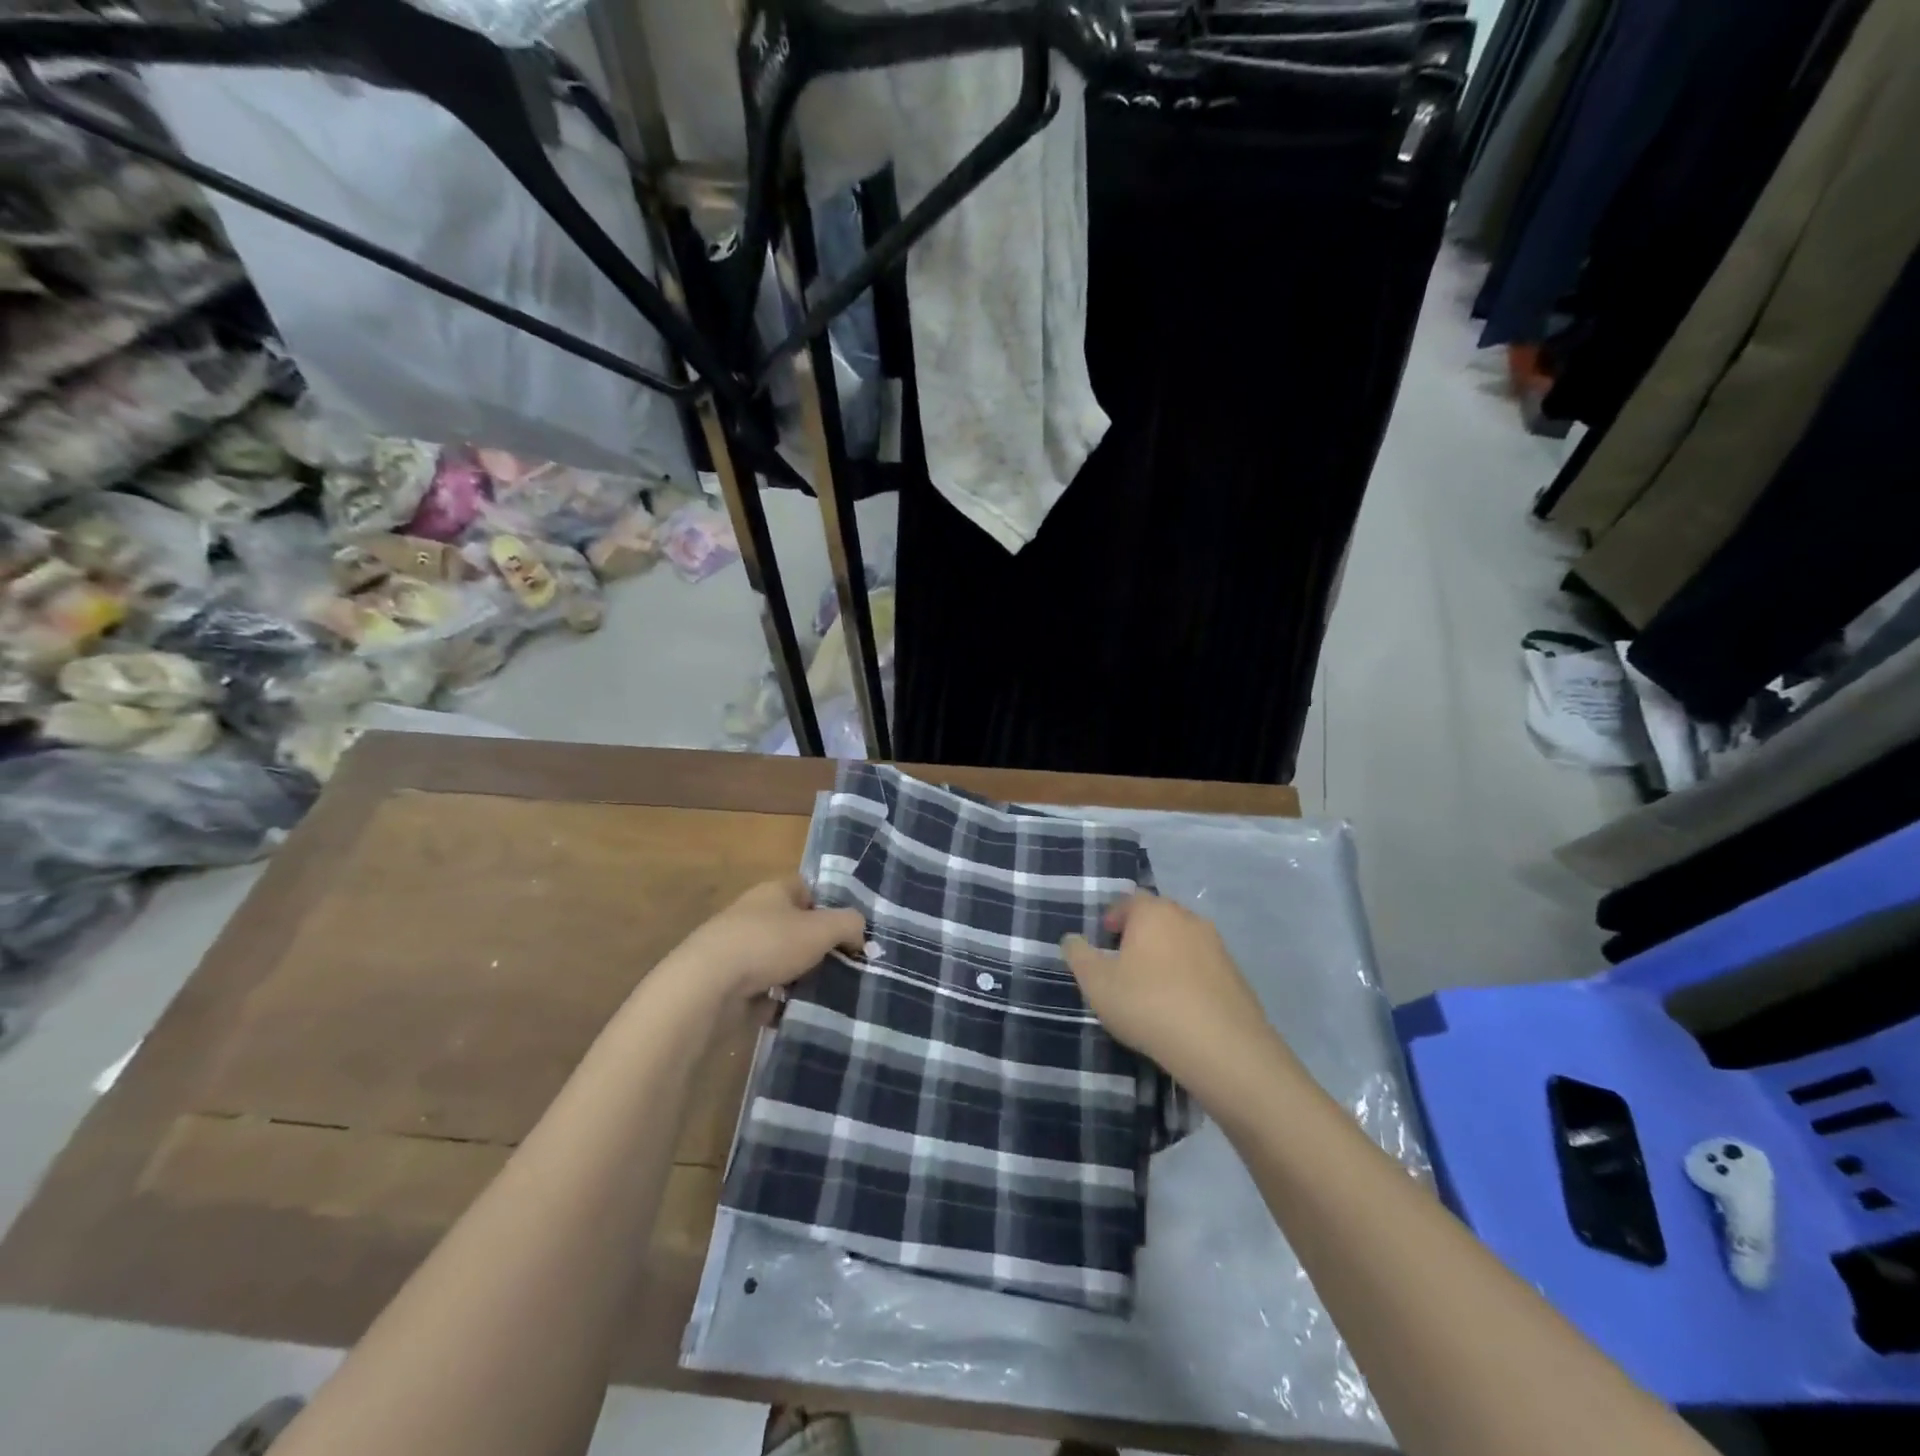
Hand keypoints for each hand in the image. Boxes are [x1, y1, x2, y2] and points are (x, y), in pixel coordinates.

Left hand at [667, 876, 864, 1003]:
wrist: (707, 987)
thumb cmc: (768, 944)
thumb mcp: (821, 929)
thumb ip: (849, 924)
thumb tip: (859, 934)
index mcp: (773, 891)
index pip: (807, 888)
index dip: (830, 905)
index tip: (849, 930)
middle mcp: (754, 915)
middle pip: (795, 926)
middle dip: (818, 946)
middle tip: (845, 965)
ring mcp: (738, 950)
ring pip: (780, 960)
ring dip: (799, 976)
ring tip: (826, 993)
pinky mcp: (728, 985)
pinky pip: (762, 991)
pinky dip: (778, 1002)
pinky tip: (795, 1013)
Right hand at [1062, 893, 1280, 1093]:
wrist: (1222, 1048)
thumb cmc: (1148, 1004)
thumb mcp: (1096, 983)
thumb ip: (1078, 955)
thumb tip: (1071, 939)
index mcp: (1154, 912)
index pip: (1129, 900)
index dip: (1112, 918)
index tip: (1103, 942)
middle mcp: (1188, 918)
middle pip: (1158, 918)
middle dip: (1139, 935)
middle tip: (1122, 964)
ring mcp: (1218, 947)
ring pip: (1182, 942)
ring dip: (1165, 957)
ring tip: (1151, 989)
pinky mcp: (1237, 976)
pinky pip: (1203, 968)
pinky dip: (1188, 978)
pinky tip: (1180, 1007)